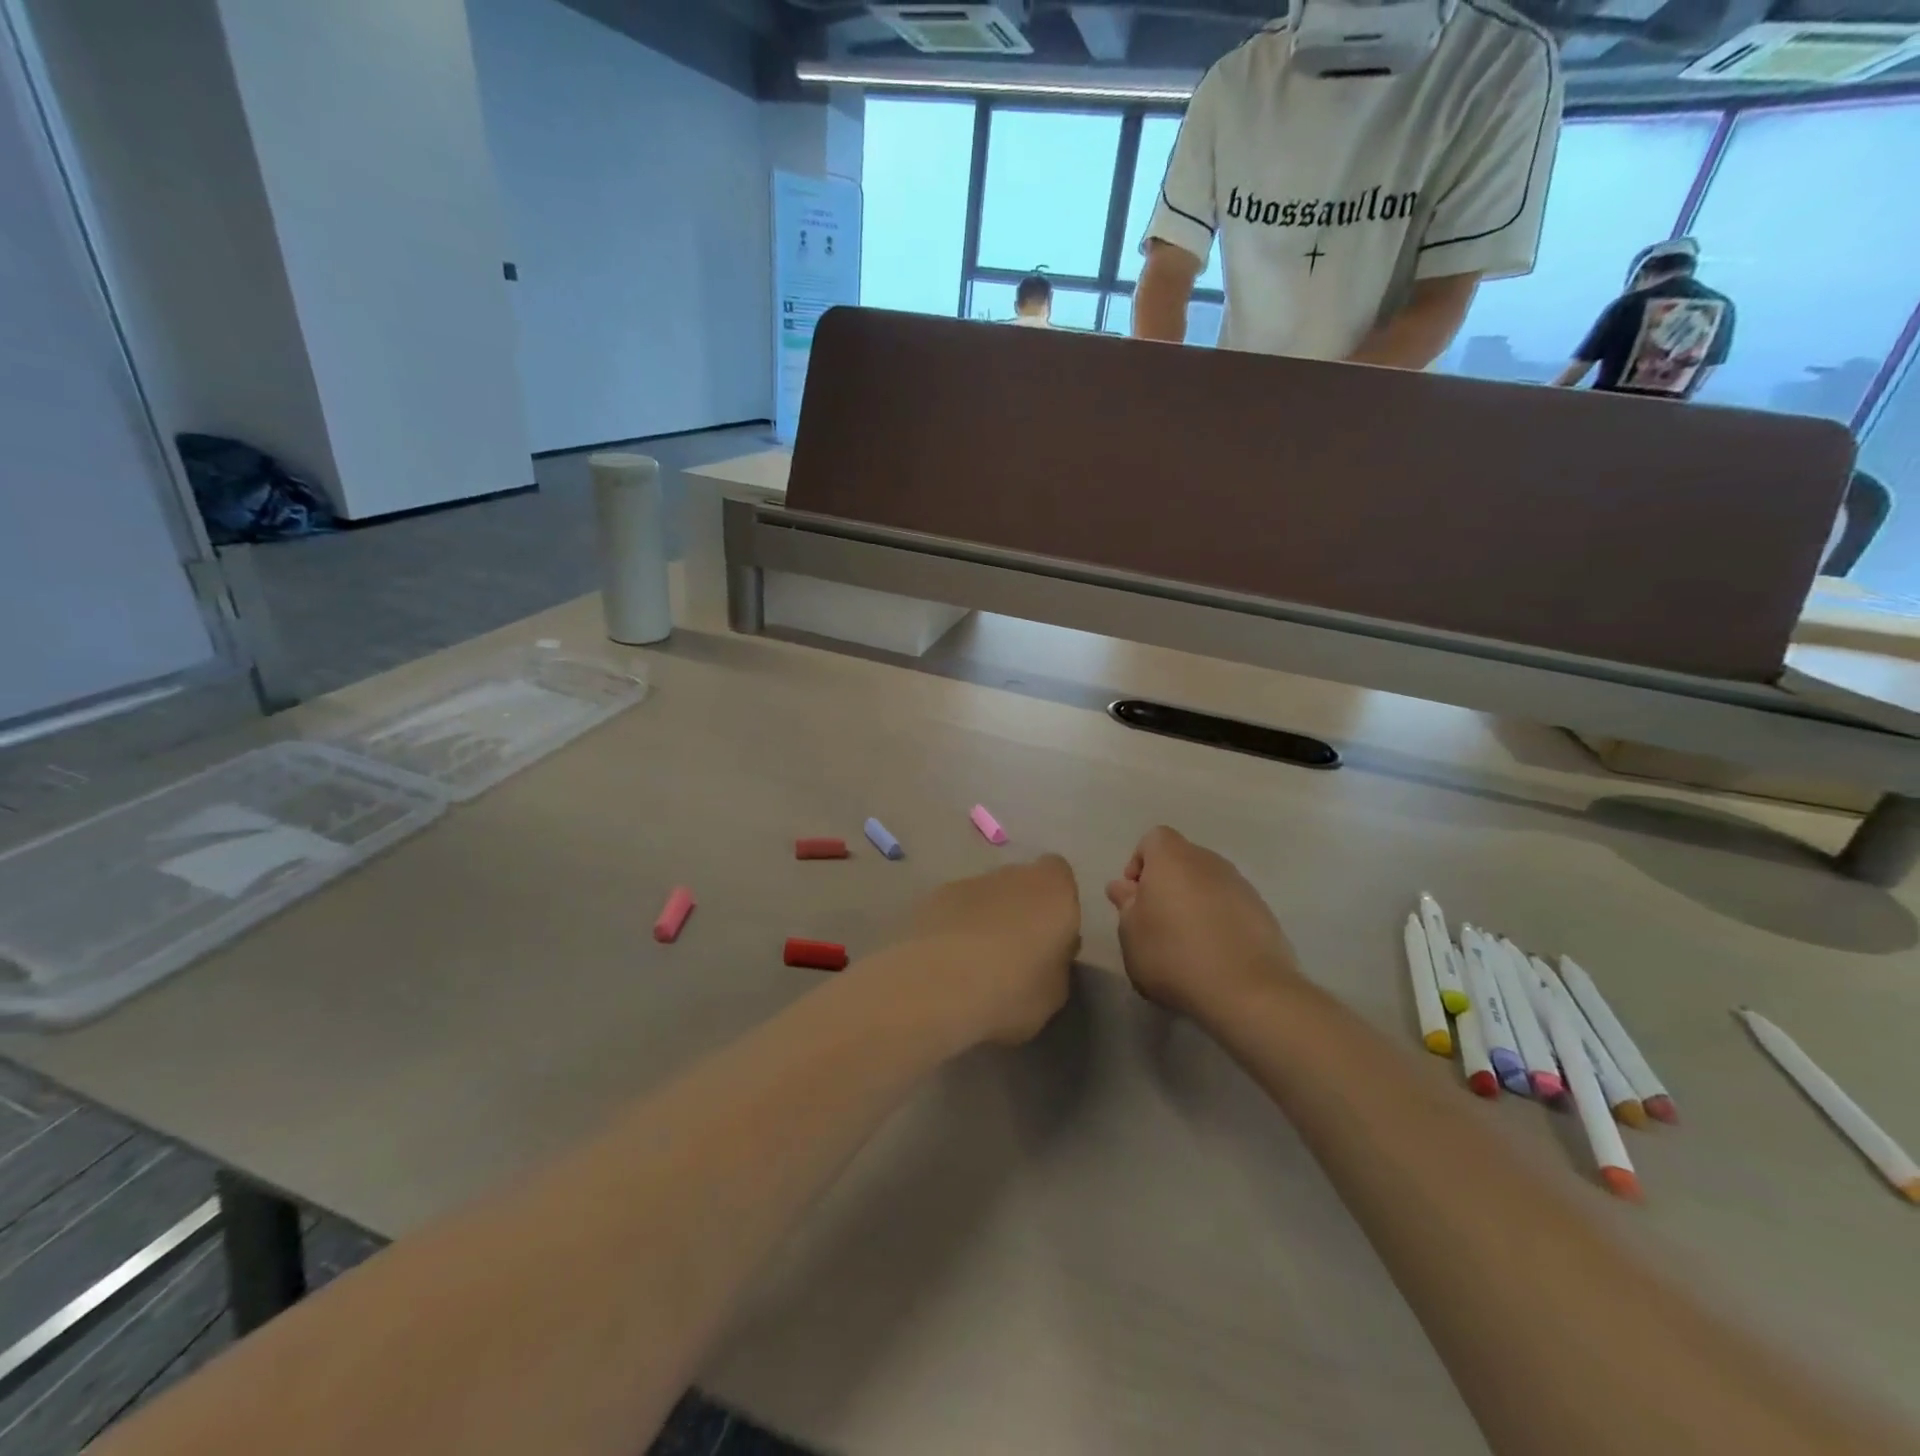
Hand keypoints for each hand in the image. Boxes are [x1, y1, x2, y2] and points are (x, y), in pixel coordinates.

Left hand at [893, 855, 1080, 1046]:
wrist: (938, 985)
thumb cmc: (1011, 990)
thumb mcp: (1054, 993)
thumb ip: (1056, 963)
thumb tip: (1049, 955)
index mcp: (1053, 891)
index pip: (1060, 875)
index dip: (1056, 902)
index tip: (1051, 935)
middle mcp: (1013, 875)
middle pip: (1021, 883)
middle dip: (1020, 909)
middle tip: (1015, 952)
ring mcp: (970, 881)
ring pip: (987, 895)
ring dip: (986, 918)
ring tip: (975, 962)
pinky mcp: (934, 896)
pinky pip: (955, 908)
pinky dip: (955, 926)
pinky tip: (947, 961)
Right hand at [1105, 827, 1300, 1022]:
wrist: (1248, 991)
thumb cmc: (1174, 955)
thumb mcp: (1131, 934)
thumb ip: (1126, 905)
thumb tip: (1124, 887)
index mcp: (1172, 858)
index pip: (1153, 839)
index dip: (1140, 863)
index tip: (1135, 897)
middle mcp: (1209, 862)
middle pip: (1182, 860)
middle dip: (1167, 884)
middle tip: (1156, 922)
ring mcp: (1241, 886)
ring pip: (1208, 884)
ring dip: (1194, 903)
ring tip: (1187, 944)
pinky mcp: (1263, 913)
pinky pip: (1231, 907)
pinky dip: (1219, 921)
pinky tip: (1214, 955)